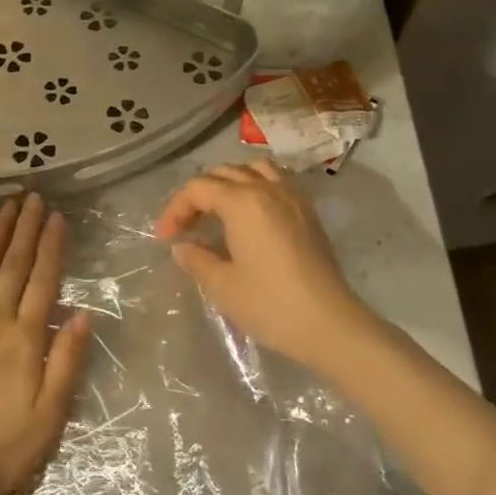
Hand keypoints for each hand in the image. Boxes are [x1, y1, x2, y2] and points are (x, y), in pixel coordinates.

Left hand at [0, 194, 89, 494]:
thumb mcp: (49, 416)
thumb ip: (66, 362)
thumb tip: (83, 315)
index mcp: (23, 337)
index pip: (43, 280)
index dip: (52, 246)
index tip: (57, 217)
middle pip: (13, 264)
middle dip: (26, 227)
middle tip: (34, 197)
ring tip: (6, 205)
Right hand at [155, 161, 371, 374]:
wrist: (330, 324)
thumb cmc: (271, 305)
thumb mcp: (223, 285)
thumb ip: (197, 259)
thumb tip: (183, 247)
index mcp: (243, 202)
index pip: (198, 188)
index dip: (176, 209)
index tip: (165, 238)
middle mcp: (268, 189)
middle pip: (224, 172)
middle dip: (198, 194)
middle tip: (187, 226)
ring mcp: (293, 198)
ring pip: (254, 169)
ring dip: (230, 182)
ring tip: (219, 210)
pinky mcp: (308, 214)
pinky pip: (276, 182)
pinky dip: (256, 188)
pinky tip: (250, 218)